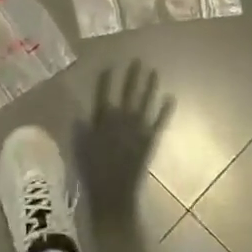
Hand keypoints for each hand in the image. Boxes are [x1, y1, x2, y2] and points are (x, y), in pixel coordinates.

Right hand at [72, 64, 173, 224]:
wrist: (113, 192)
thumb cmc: (92, 170)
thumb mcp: (80, 147)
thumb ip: (82, 129)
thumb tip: (82, 113)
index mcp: (102, 120)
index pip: (104, 93)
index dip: (107, 79)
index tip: (111, 64)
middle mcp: (121, 119)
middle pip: (127, 92)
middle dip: (132, 76)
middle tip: (138, 60)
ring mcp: (137, 129)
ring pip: (145, 102)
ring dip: (150, 86)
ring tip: (154, 71)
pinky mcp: (149, 139)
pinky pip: (159, 121)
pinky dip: (165, 110)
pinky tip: (171, 98)